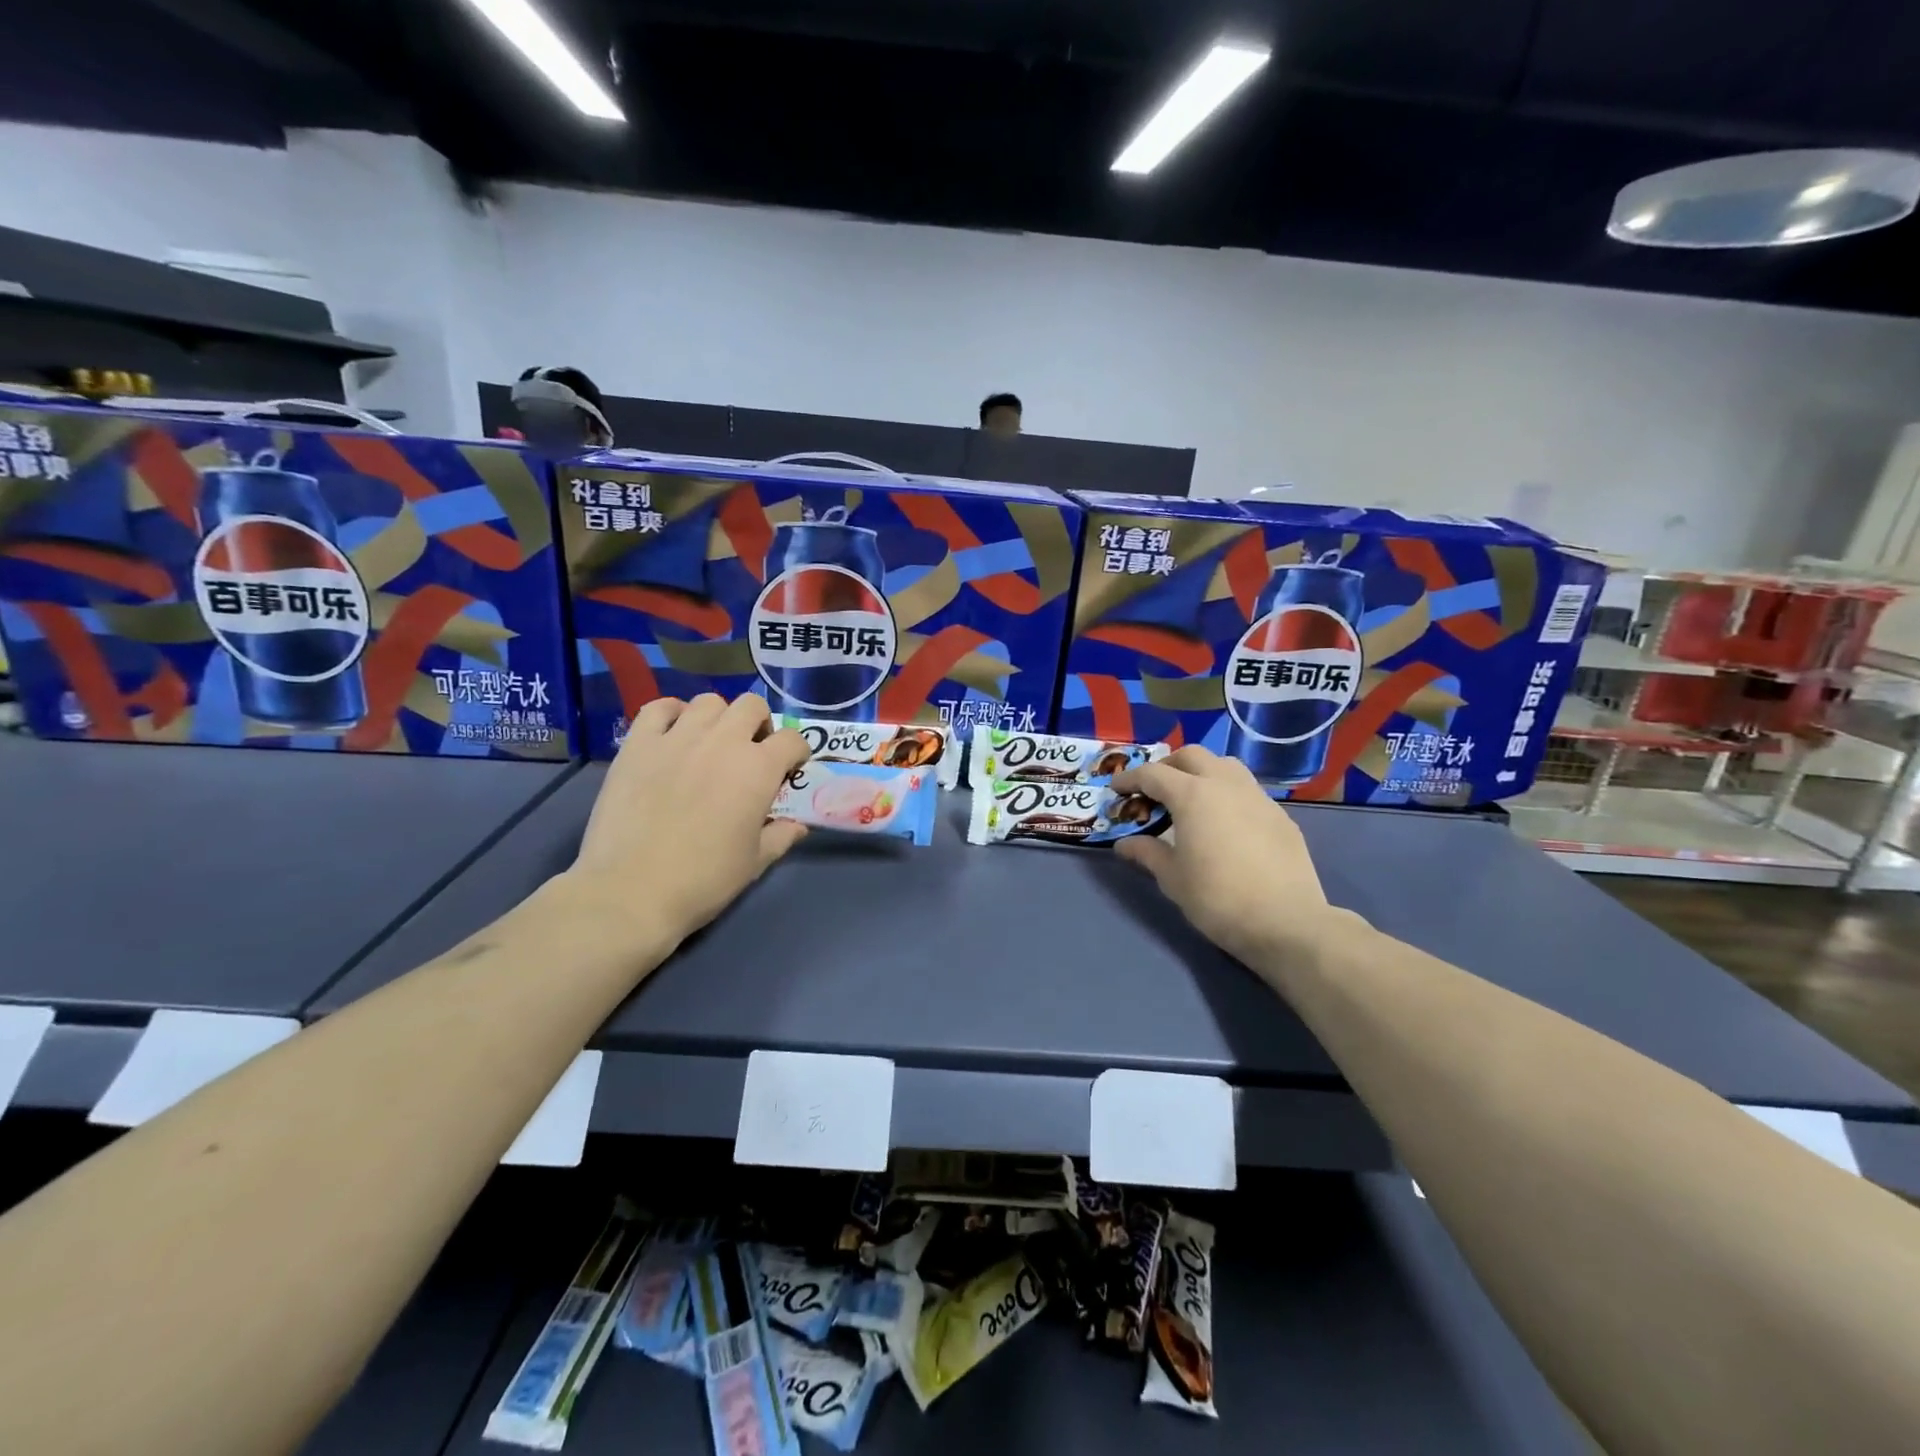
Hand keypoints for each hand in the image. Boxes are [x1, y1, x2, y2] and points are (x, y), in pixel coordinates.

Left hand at [569, 694, 810, 949]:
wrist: (632, 891)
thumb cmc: (704, 879)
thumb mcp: (754, 863)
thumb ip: (781, 836)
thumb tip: (797, 826)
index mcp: (758, 769)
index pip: (792, 740)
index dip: (796, 753)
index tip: (789, 771)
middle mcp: (722, 741)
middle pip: (752, 706)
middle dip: (760, 724)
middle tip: (751, 752)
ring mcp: (677, 738)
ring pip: (708, 702)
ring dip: (718, 718)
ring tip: (711, 743)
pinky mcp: (638, 744)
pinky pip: (658, 708)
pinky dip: (671, 714)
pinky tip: (672, 734)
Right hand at [1112, 747, 1339, 965]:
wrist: (1286, 922)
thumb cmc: (1218, 898)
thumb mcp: (1172, 878)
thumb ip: (1147, 853)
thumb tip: (1124, 844)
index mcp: (1193, 795)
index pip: (1153, 774)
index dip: (1130, 779)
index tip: (1116, 789)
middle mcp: (1225, 784)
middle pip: (1191, 756)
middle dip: (1167, 766)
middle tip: (1153, 790)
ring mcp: (1257, 797)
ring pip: (1224, 765)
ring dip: (1201, 772)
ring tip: (1191, 798)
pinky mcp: (1280, 815)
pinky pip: (1247, 790)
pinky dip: (1227, 793)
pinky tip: (1224, 822)